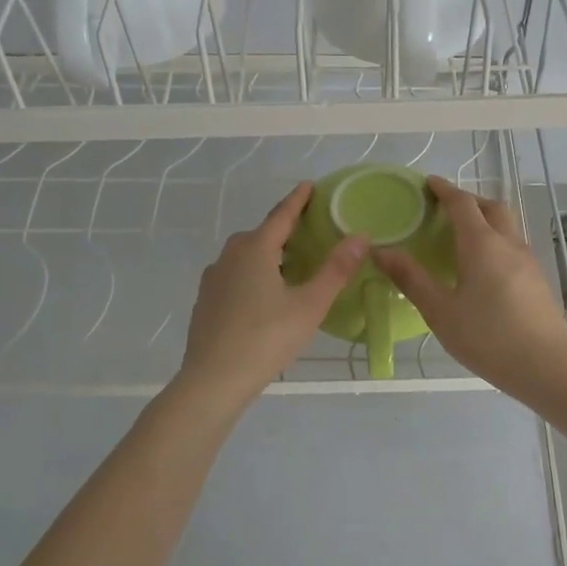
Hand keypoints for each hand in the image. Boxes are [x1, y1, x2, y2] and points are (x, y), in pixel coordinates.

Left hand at [179, 183, 366, 406]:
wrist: (212, 381)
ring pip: (246, 255)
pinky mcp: (206, 301)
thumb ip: (336, 270)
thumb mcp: (309, 305)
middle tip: (310, 231)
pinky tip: (265, 295)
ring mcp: (214, 278)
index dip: (298, 199)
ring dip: (269, 253)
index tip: (310, 185)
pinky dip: (254, 273)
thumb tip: (360, 236)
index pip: (282, 215)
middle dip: (285, 228)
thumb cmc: (266, 339)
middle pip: (262, 233)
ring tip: (292, 264)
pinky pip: (235, 274)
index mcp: (255, 249)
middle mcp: (230, 256)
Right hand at [372, 176, 566, 400]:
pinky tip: (485, 268)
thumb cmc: (487, 337)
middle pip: (491, 207)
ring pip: (507, 226)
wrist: (546, 366)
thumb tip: (381, 250)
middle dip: (468, 201)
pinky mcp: (538, 280)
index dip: (444, 190)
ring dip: (486, 220)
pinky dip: (496, 242)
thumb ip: (411, 279)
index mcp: (482, 244)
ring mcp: (528, 261)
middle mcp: (508, 243)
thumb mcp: (440, 311)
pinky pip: (514, 246)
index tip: (428, 183)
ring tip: (463, 237)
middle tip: (446, 209)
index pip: (462, 203)